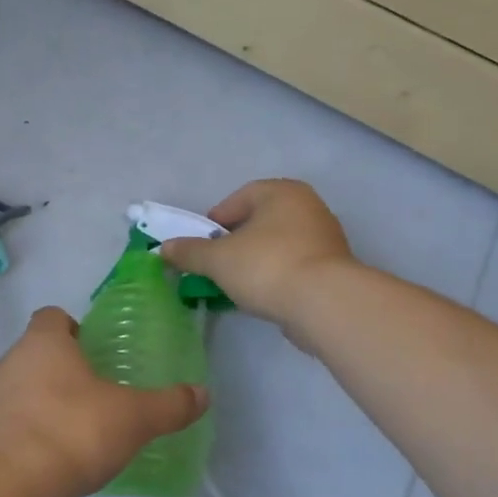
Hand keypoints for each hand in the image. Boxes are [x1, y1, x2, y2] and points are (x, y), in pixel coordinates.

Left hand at [0, 307, 208, 496]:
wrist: (10, 483)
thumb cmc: (74, 430)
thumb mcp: (134, 418)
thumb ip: (169, 405)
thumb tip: (203, 394)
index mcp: (44, 341)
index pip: (52, 316)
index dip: (73, 328)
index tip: (96, 350)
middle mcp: (13, 359)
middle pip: (38, 350)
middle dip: (64, 366)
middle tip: (97, 390)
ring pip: (24, 384)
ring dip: (47, 398)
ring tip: (79, 426)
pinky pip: (14, 418)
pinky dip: (33, 428)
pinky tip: (57, 454)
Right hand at [158, 179, 353, 328]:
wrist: (326, 304)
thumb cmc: (267, 266)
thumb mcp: (217, 259)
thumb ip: (189, 252)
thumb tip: (164, 249)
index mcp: (281, 192)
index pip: (238, 199)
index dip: (215, 222)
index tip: (202, 246)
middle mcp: (307, 207)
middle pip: (258, 222)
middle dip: (235, 243)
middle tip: (217, 266)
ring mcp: (325, 238)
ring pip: (276, 245)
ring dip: (255, 261)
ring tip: (236, 285)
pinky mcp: (333, 268)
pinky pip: (294, 266)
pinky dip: (276, 277)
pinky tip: (263, 296)